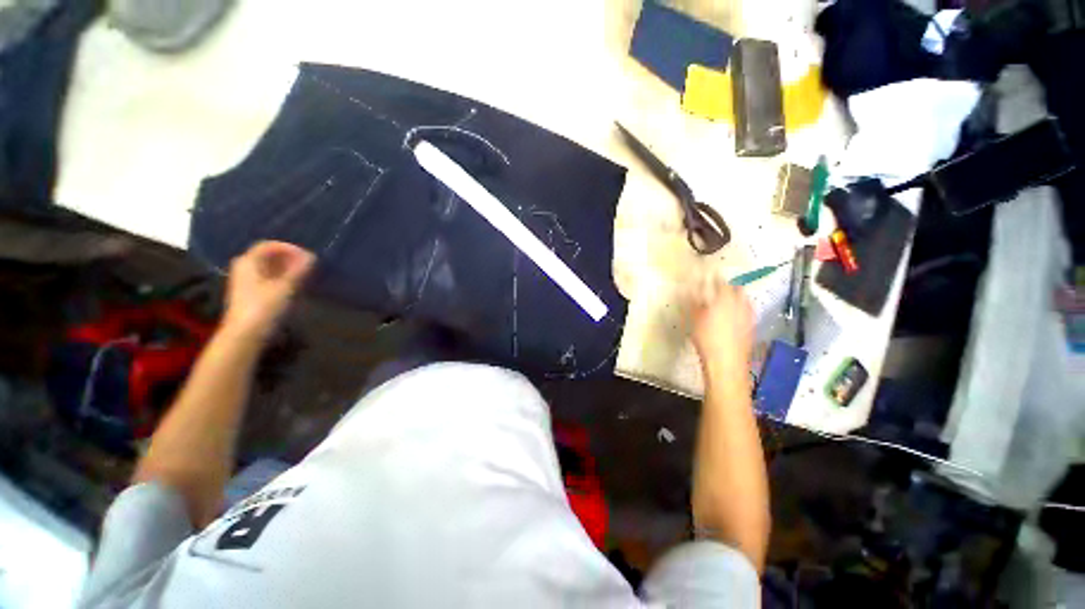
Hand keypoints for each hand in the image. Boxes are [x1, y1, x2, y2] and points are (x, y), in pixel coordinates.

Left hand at [222, 241, 314, 341]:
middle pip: (268, 257)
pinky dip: (283, 280)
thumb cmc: (264, 307)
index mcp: (248, 262)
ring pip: (269, 269)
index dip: (289, 248)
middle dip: (289, 259)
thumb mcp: (285, 287)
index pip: (269, 246)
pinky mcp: (252, 295)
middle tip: (308, 266)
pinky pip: (269, 280)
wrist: (245, 335)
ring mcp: (247, 283)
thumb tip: (312, 256)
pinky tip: (296, 287)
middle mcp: (244, 268)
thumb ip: (299, 270)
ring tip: (306, 276)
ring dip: (288, 270)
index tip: (307, 256)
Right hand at [688, 272, 753, 379]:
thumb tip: (690, 289)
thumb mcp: (694, 318)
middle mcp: (740, 302)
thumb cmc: (706, 338)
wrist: (727, 361)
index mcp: (724, 297)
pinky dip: (740, 308)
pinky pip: (747, 310)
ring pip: (743, 299)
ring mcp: (748, 314)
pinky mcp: (752, 326)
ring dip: (735, 296)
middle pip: (736, 288)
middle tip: (717, 287)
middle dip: (727, 285)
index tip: (707, 273)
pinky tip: (732, 315)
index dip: (712, 276)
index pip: (719, 281)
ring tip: (725, 300)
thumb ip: (694, 301)